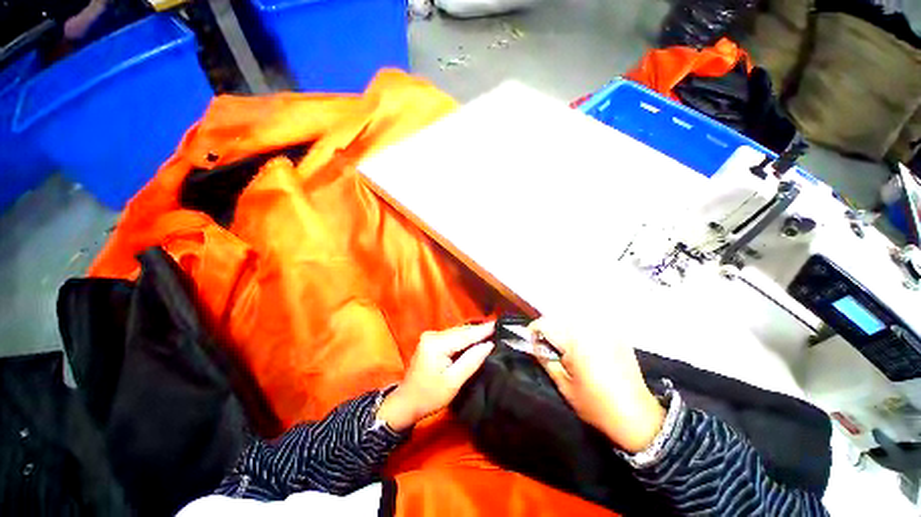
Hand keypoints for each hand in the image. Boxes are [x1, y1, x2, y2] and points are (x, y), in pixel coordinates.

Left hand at [377, 322, 494, 431]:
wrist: (406, 402)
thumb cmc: (429, 396)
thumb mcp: (453, 382)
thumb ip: (471, 361)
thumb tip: (488, 345)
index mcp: (436, 344)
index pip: (464, 335)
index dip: (482, 330)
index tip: (498, 324)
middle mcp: (433, 335)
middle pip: (461, 331)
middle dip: (479, 330)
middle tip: (498, 327)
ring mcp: (431, 337)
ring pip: (457, 332)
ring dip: (472, 333)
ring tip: (490, 330)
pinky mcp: (431, 341)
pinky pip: (452, 336)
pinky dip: (464, 338)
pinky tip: (475, 338)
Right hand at [531, 317, 665, 452]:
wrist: (638, 416)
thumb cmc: (596, 405)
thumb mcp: (564, 385)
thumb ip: (546, 359)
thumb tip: (535, 344)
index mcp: (576, 341)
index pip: (545, 324)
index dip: (534, 331)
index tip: (531, 341)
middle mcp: (590, 329)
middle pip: (558, 318)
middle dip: (549, 329)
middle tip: (548, 347)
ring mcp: (606, 330)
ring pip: (573, 318)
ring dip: (564, 328)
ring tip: (565, 347)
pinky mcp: (616, 334)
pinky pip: (591, 323)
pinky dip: (581, 329)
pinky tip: (584, 346)